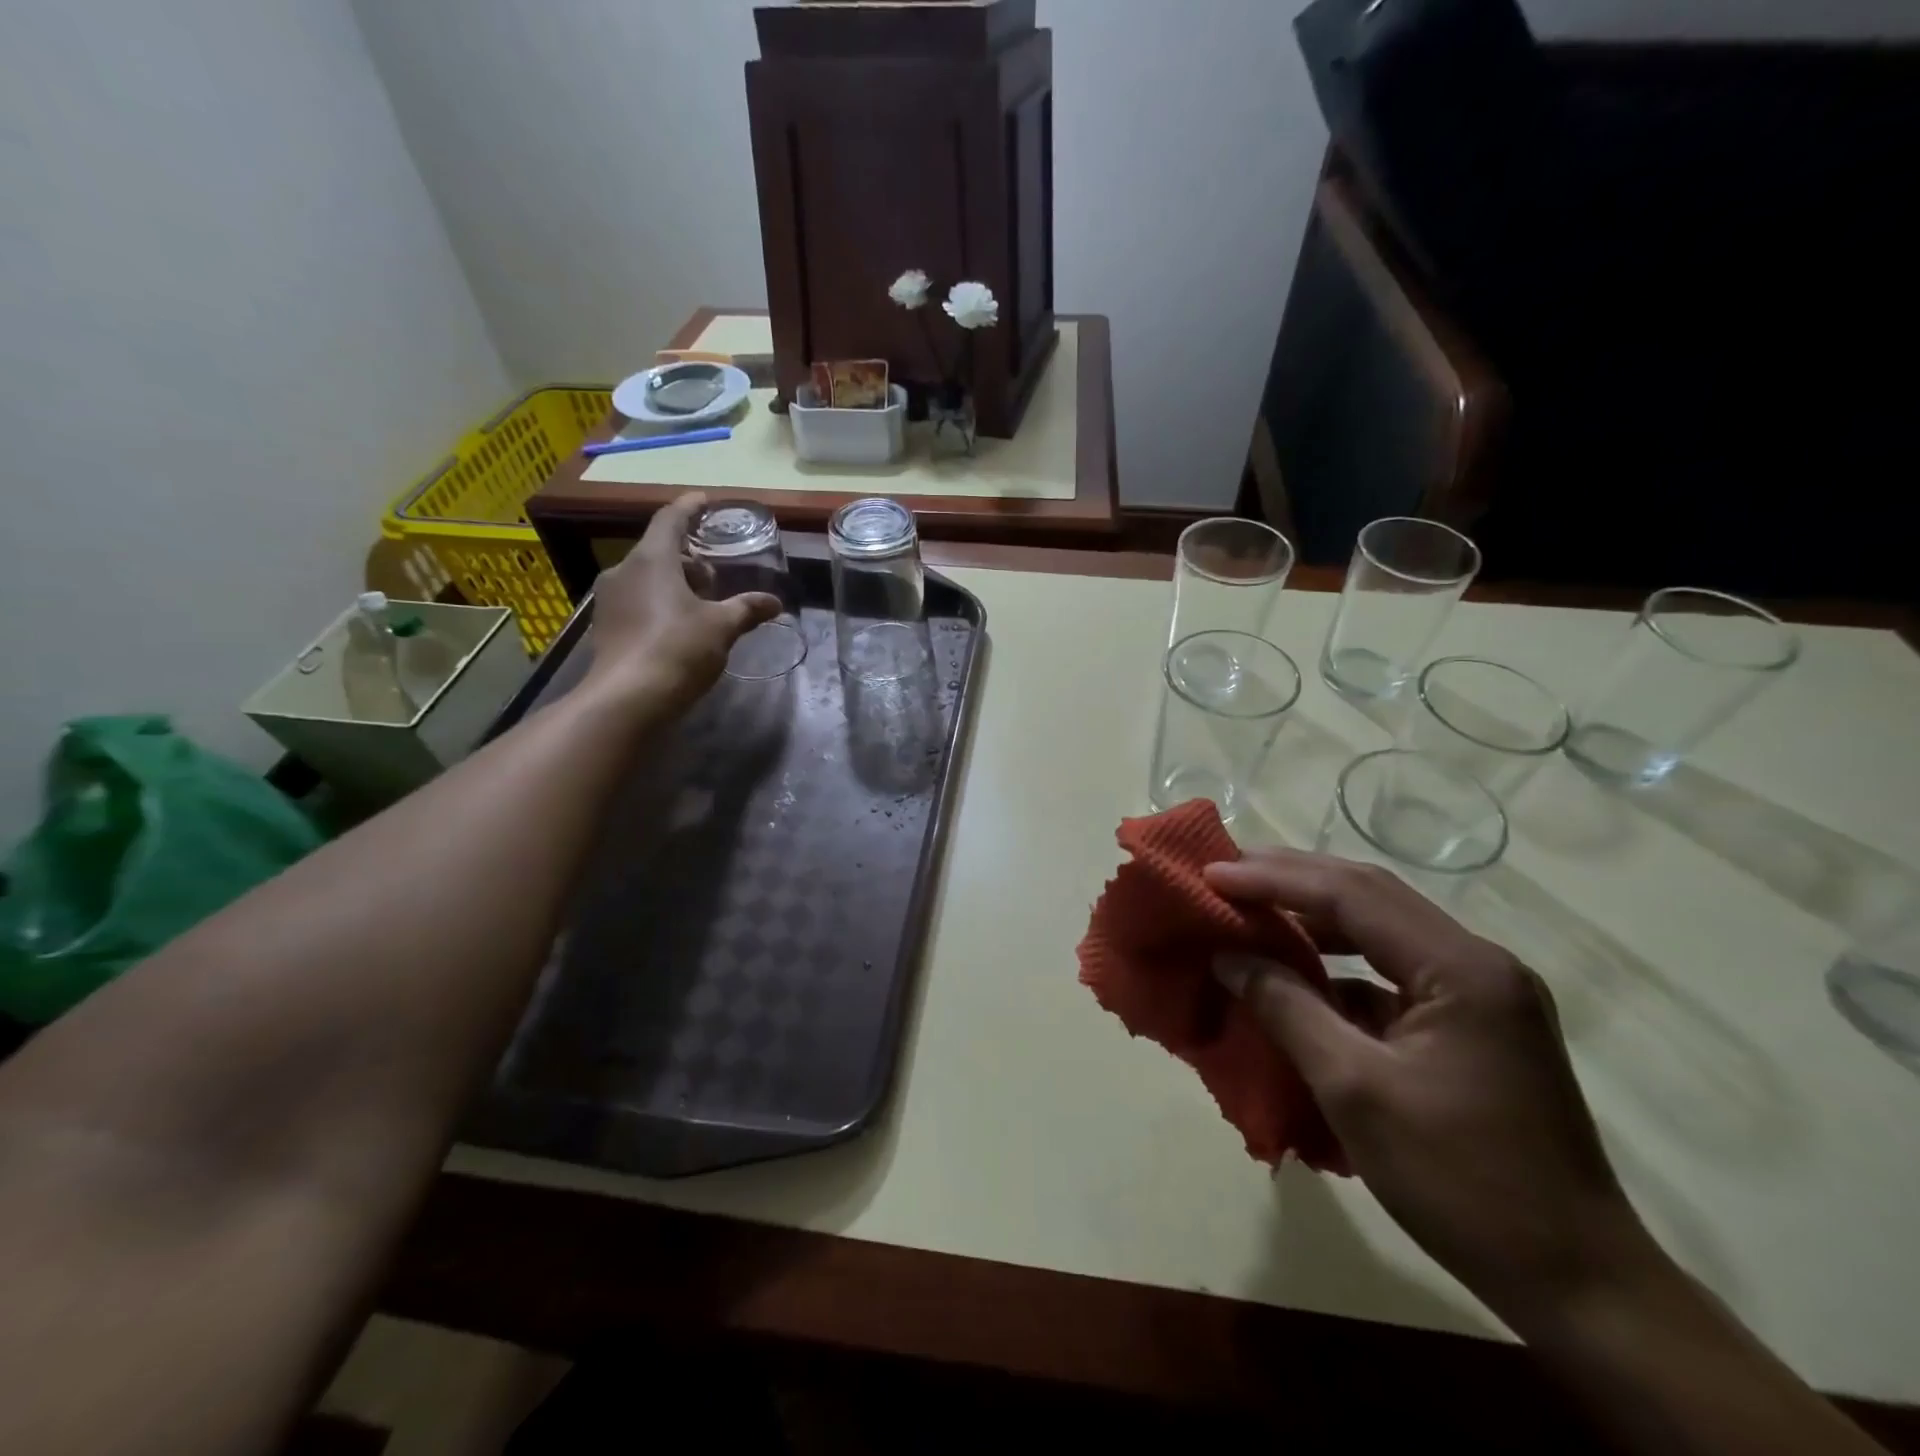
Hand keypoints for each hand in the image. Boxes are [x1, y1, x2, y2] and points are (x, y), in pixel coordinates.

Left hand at [584, 493, 780, 712]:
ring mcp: (610, 600)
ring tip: (702, 603)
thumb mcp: (722, 627)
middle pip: (659, 551)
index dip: (689, 507)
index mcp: (652, 559)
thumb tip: (774, 603)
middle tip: (715, 574)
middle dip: (688, 558)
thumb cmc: (678, 649)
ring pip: (647, 578)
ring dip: (674, 583)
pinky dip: (659, 603)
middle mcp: (624, 571)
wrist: (628, 699)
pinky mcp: (606, 627)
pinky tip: (680, 626)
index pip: (670, 519)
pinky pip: (637, 601)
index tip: (704, 500)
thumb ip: (747, 609)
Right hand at [1205, 850, 1659, 1324]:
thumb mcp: (1354, 1090)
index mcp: (1461, 969)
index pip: (1352, 896)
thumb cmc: (1462, 1182)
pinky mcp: (1473, 1024)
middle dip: (1293, 879)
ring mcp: (1480, 993)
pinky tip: (1300, 974)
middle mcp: (1477, 963)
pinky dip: (1340, 964)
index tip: (1210, 874)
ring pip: (1382, 928)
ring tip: (1252, 909)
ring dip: (1315, 916)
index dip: (1274, 880)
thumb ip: (1287, 1008)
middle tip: (1225, 874)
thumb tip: (1227, 957)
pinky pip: (1393, 971)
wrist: (1578, 1284)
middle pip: (1371, 895)